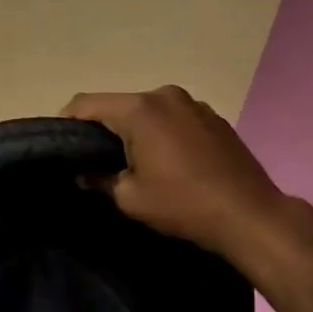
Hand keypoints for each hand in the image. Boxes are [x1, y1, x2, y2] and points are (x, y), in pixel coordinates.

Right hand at [62, 86, 293, 265]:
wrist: (251, 216)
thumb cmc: (183, 204)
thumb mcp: (129, 198)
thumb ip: (98, 178)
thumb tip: (84, 173)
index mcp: (139, 109)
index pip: (85, 104)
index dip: (66, 122)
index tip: (61, 147)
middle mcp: (164, 95)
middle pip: (117, 104)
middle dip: (101, 128)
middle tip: (93, 160)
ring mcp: (192, 103)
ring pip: (146, 110)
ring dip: (133, 130)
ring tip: (131, 162)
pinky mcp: (213, 117)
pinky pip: (171, 117)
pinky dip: (160, 132)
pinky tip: (166, 161)